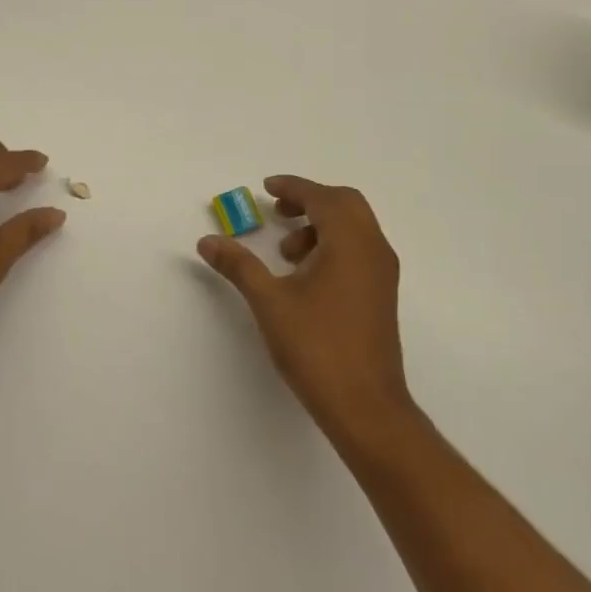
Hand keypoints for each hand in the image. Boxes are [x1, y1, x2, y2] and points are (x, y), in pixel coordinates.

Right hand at [198, 175, 414, 441]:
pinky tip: (305, 276)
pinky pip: (359, 250)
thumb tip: (208, 240)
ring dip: (320, 226)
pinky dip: (332, 246)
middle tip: (277, 211)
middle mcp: (374, 249)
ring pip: (354, 228)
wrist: (364, 405)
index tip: (267, 187)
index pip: (322, 197)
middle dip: (309, 201)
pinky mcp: (382, 294)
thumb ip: (238, 265)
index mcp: (350, 242)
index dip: (293, 187)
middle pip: (345, 204)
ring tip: (285, 253)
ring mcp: (382, 273)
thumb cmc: (316, 347)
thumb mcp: (269, 301)